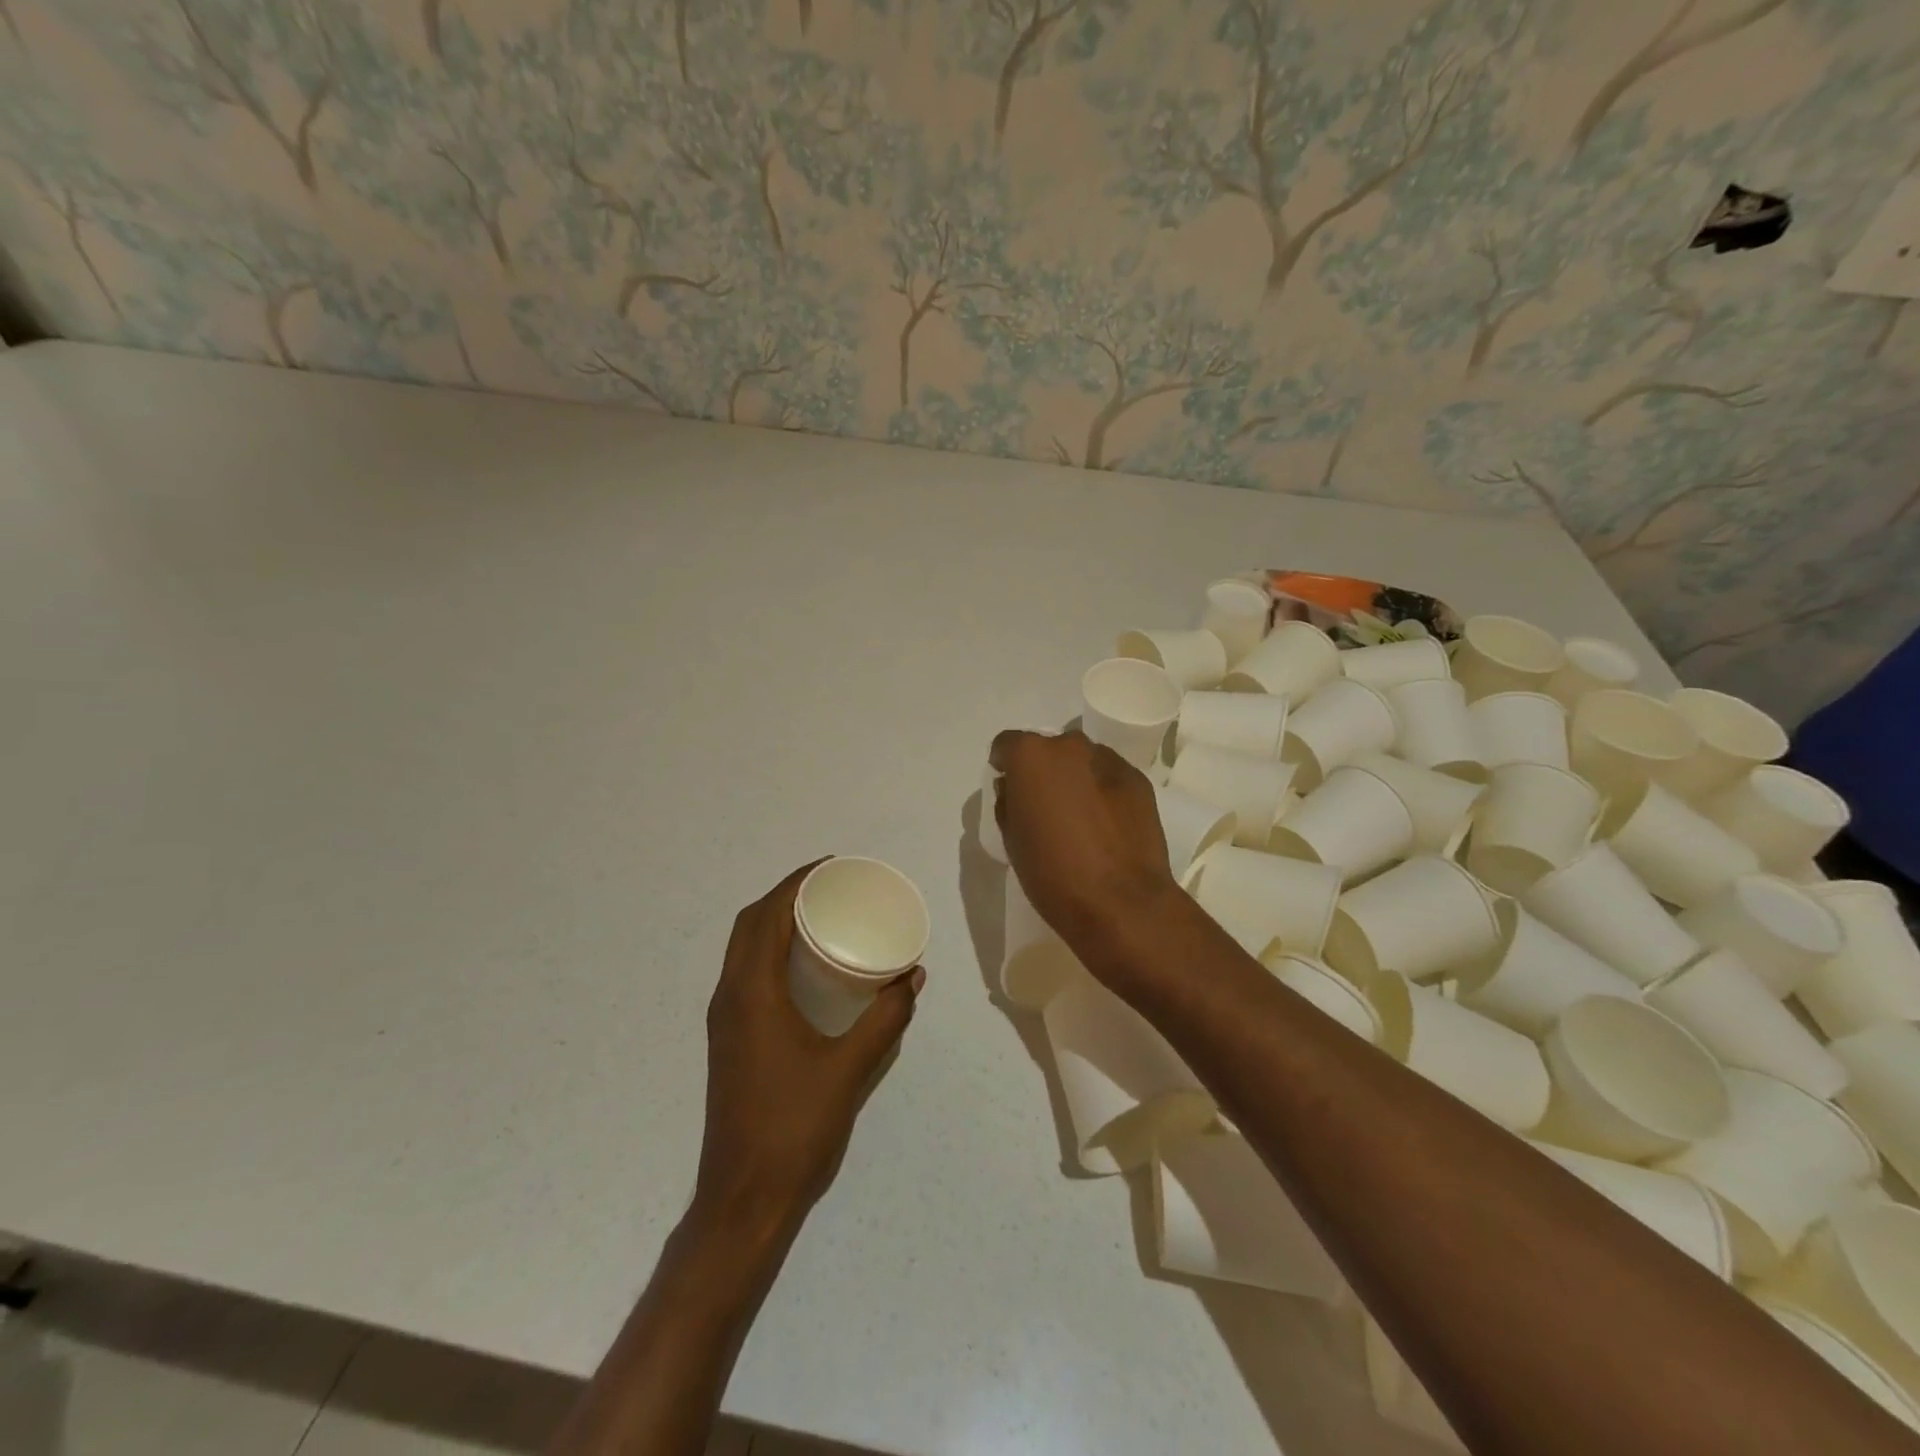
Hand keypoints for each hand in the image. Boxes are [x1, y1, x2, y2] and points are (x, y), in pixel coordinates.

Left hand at [695, 862, 922, 1231]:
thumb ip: (885, 1018)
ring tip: (820, 915)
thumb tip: (912, 976)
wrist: (744, 1197)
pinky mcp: (729, 1039)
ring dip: (774, 922)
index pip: (767, 916)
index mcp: (752, 993)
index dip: (795, 883)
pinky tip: (805, 966)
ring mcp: (725, 1020)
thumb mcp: (851, 1068)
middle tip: (830, 887)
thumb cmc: (796, 1126)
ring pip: (743, 949)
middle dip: (786, 896)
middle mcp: (730, 997)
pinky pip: (746, 973)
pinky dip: (770, 951)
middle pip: (749, 925)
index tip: (831, 867)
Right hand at [989, 729, 1176, 943]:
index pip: (1007, 745)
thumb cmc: (1053, 874)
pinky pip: (1109, 776)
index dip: (1004, 766)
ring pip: (1082, 760)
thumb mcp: (1012, 840)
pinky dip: (1103, 790)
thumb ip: (1008, 802)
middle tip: (1046, 806)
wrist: (1122, 903)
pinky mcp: (1138, 779)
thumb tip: (1014, 788)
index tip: (1009, 790)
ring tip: (1080, 816)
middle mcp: (1070, 746)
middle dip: (1043, 770)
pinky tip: (1106, 824)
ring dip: (1076, 778)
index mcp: (1031, 756)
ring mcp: (1109, 760)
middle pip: (1048, 749)